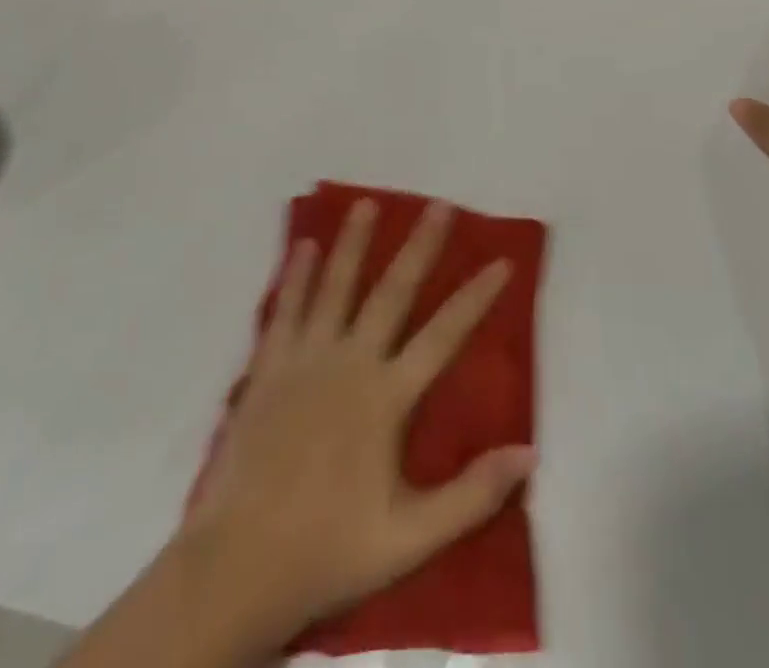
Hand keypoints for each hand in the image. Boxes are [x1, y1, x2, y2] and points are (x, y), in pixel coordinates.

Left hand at [177, 198, 534, 644]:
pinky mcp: (269, 367)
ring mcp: (306, 359)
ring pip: (335, 286)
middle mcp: (349, 362)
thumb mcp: (410, 538)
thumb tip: (530, 454)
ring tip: (367, 204)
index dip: (476, 296)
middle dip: (420, 247)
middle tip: (439, 205)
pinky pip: (286, 310)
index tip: (502, 261)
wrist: (238, 565)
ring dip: (354, 243)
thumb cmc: (329, 548)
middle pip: (392, 292)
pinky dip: (296, 275)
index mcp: (386, 397)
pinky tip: (303, 246)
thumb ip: (472, 494)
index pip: (444, 335)